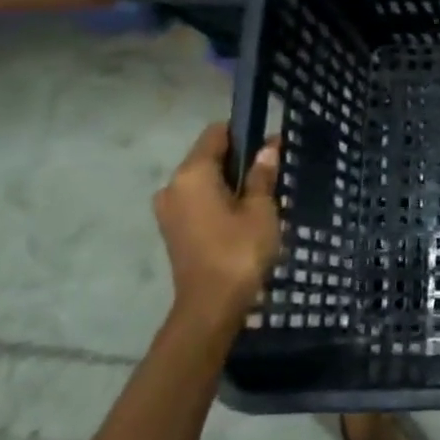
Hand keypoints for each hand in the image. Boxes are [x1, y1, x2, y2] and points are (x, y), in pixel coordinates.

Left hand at [154, 124, 282, 333]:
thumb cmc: (239, 251)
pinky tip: (241, 217)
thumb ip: (262, 174)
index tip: (269, 145)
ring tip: (259, 200)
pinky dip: (218, 200)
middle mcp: (172, 185)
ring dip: (229, 183)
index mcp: (192, 173)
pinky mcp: (172, 229)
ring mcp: (168, 209)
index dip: (243, 132)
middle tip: (271, 175)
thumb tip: (268, 145)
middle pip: (207, 156)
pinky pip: (197, 201)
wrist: (211, 306)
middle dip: (238, 160)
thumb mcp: (260, 209)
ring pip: (203, 180)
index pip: (216, 133)